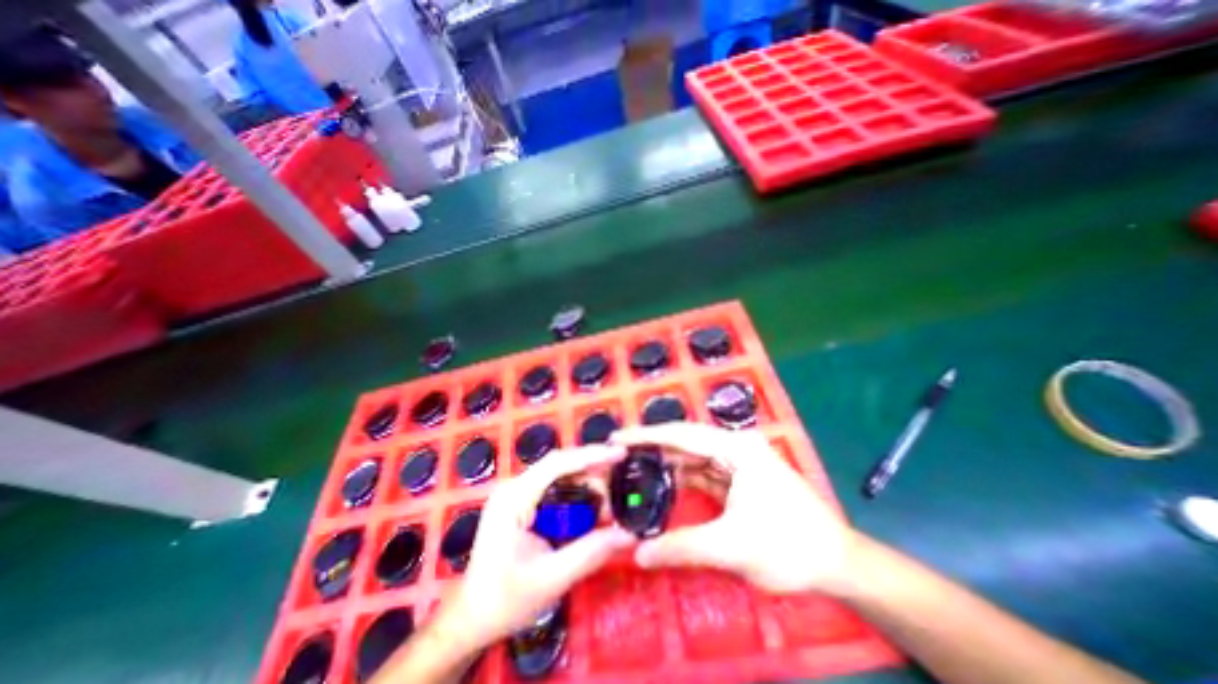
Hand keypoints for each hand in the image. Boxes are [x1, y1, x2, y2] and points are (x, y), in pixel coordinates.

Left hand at [441, 447, 632, 647]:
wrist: (470, 619)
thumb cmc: (504, 601)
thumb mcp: (550, 579)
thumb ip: (589, 553)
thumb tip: (628, 535)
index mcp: (514, 497)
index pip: (557, 464)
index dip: (591, 455)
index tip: (620, 453)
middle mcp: (515, 487)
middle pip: (560, 466)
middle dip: (593, 472)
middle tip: (622, 483)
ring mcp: (517, 494)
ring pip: (560, 476)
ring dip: (587, 485)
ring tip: (610, 504)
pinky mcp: (523, 504)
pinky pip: (555, 489)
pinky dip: (577, 496)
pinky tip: (592, 509)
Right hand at [610, 423, 854, 592]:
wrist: (837, 563)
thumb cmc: (790, 546)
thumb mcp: (733, 547)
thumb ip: (682, 547)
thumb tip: (638, 555)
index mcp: (736, 448)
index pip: (681, 435)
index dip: (646, 436)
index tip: (616, 439)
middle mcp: (734, 447)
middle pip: (684, 442)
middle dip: (652, 448)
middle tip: (617, 454)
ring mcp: (736, 462)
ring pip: (691, 457)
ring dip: (665, 464)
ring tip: (632, 468)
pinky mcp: (737, 478)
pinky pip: (701, 473)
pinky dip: (681, 479)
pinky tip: (661, 485)